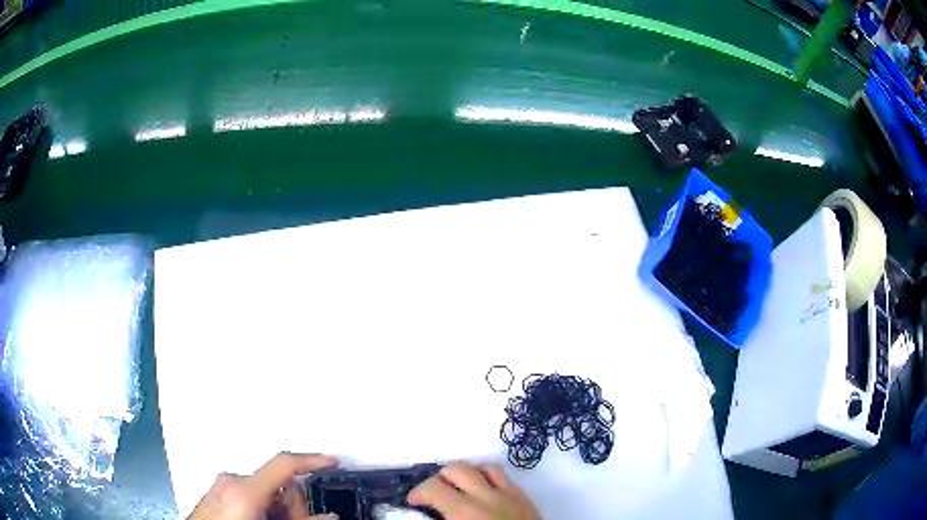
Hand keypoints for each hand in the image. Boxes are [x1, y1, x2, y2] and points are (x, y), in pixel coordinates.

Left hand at [188, 452, 338, 519]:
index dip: (312, 460)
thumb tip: (328, 517)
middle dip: (292, 505)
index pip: (283, 463)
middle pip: (277, 483)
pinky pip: (248, 497)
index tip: (333, 462)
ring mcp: (221, 489)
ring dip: (277, 510)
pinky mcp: (215, 496)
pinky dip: (261, 509)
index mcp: (243, 489)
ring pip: (264, 492)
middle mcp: (230, 483)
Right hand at [408, 463, 539, 519]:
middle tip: (436, 494)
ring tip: (462, 488)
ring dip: (469, 474)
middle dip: (441, 478)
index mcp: (464, 511)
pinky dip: (491, 480)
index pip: (432, 488)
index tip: (413, 502)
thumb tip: (427, 515)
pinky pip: (506, 478)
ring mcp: (509, 493)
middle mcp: (486, 495)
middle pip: (457, 469)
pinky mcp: (525, 497)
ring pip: (485, 467)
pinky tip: (488, 494)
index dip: (417, 492)